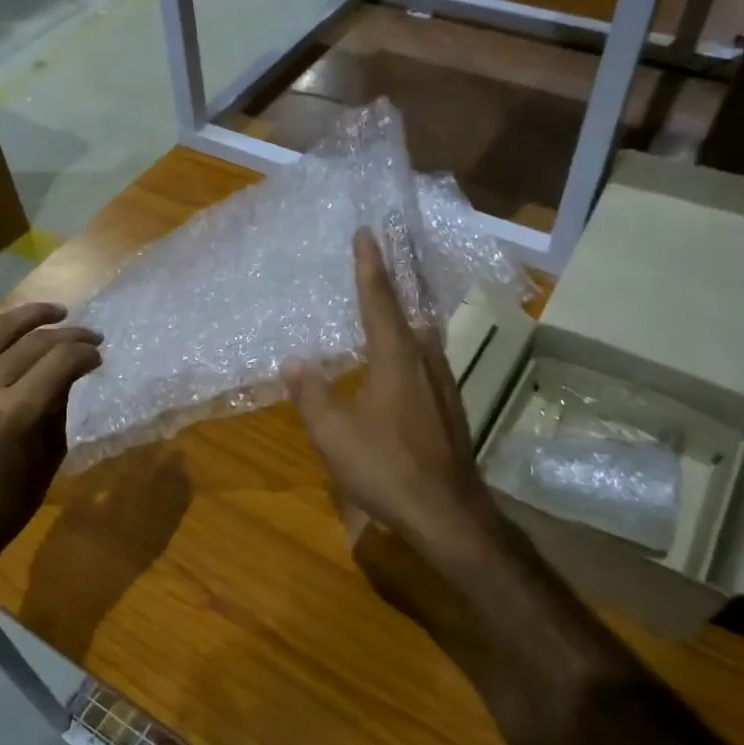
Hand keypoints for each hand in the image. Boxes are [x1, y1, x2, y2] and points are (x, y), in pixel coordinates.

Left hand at [0, 302, 101, 579]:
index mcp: (18, 413)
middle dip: (69, 334)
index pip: (62, 360)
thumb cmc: (5, 504)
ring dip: (30, 316)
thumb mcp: (48, 458)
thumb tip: (68, 374)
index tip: (98, 356)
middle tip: (89, 337)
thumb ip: (58, 409)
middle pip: (35, 340)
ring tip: (54, 313)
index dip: (86, 352)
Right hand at [287, 230, 502, 559]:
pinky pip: (425, 357)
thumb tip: (294, 362)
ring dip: (403, 311)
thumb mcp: (333, 433)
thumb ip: (311, 393)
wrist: (446, 512)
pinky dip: (408, 342)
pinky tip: (399, 356)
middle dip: (391, 280)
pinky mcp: (449, 404)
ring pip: (420, 333)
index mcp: (396, 357)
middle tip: (380, 254)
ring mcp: (443, 382)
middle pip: (407, 308)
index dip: (369, 265)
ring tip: (386, 298)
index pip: (379, 299)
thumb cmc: (386, 467)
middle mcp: (425, 359)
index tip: (367, 233)